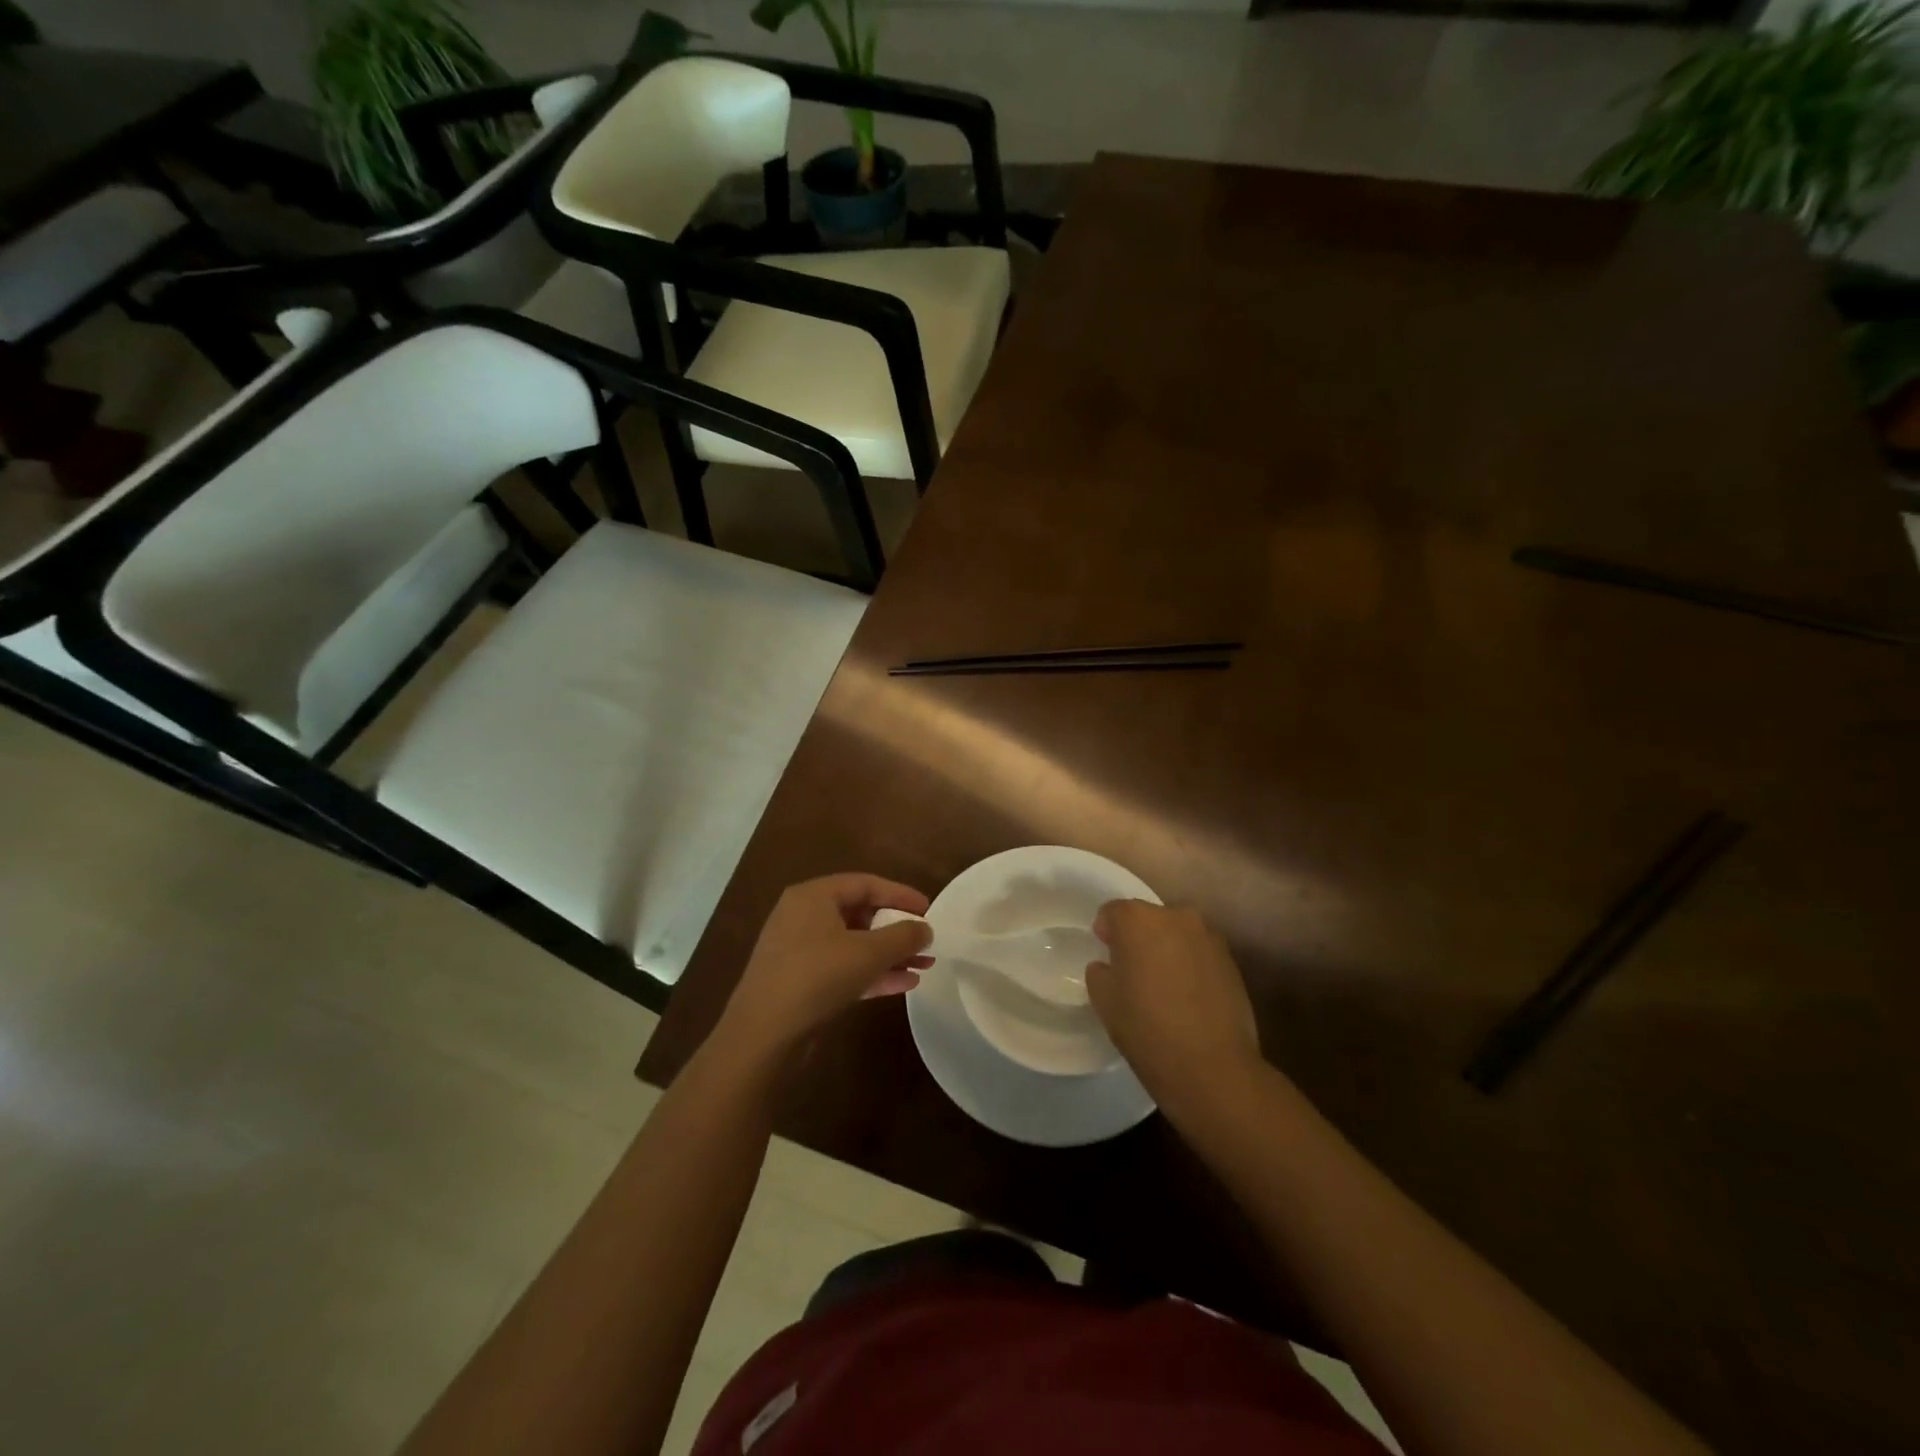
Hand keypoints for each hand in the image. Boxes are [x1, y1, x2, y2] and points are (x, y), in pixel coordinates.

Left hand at [714, 874, 932, 1062]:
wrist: (763, 1035)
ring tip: (924, 965)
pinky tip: (903, 984)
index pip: (865, 884)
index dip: (900, 895)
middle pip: (859, 914)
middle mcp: (803, 916)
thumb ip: (903, 936)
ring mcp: (798, 950)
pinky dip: (871, 972)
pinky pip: (842, 968)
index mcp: (814, 896)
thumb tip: (926, 929)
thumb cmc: (817, 977)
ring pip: (853, 944)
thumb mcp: (868, 952)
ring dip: (889, 954)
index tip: (928, 909)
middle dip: (896, 929)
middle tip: (925, 941)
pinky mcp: (799, 982)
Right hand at [1086, 900, 1260, 1108]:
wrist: (1212, 1067)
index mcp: (1138, 920)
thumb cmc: (1146, 1028)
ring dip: (1167, 949)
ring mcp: (1208, 937)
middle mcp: (1176, 916)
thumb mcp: (1104, 1001)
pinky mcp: (1231, 961)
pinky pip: (1200, 953)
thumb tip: (1109, 966)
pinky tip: (1188, 997)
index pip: (1113, 912)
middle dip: (1138, 937)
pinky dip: (1190, 965)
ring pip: (1177, 934)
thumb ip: (1100, 972)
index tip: (1105, 955)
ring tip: (1163, 985)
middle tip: (1133, 970)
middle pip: (1148, 918)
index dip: (1105, 931)